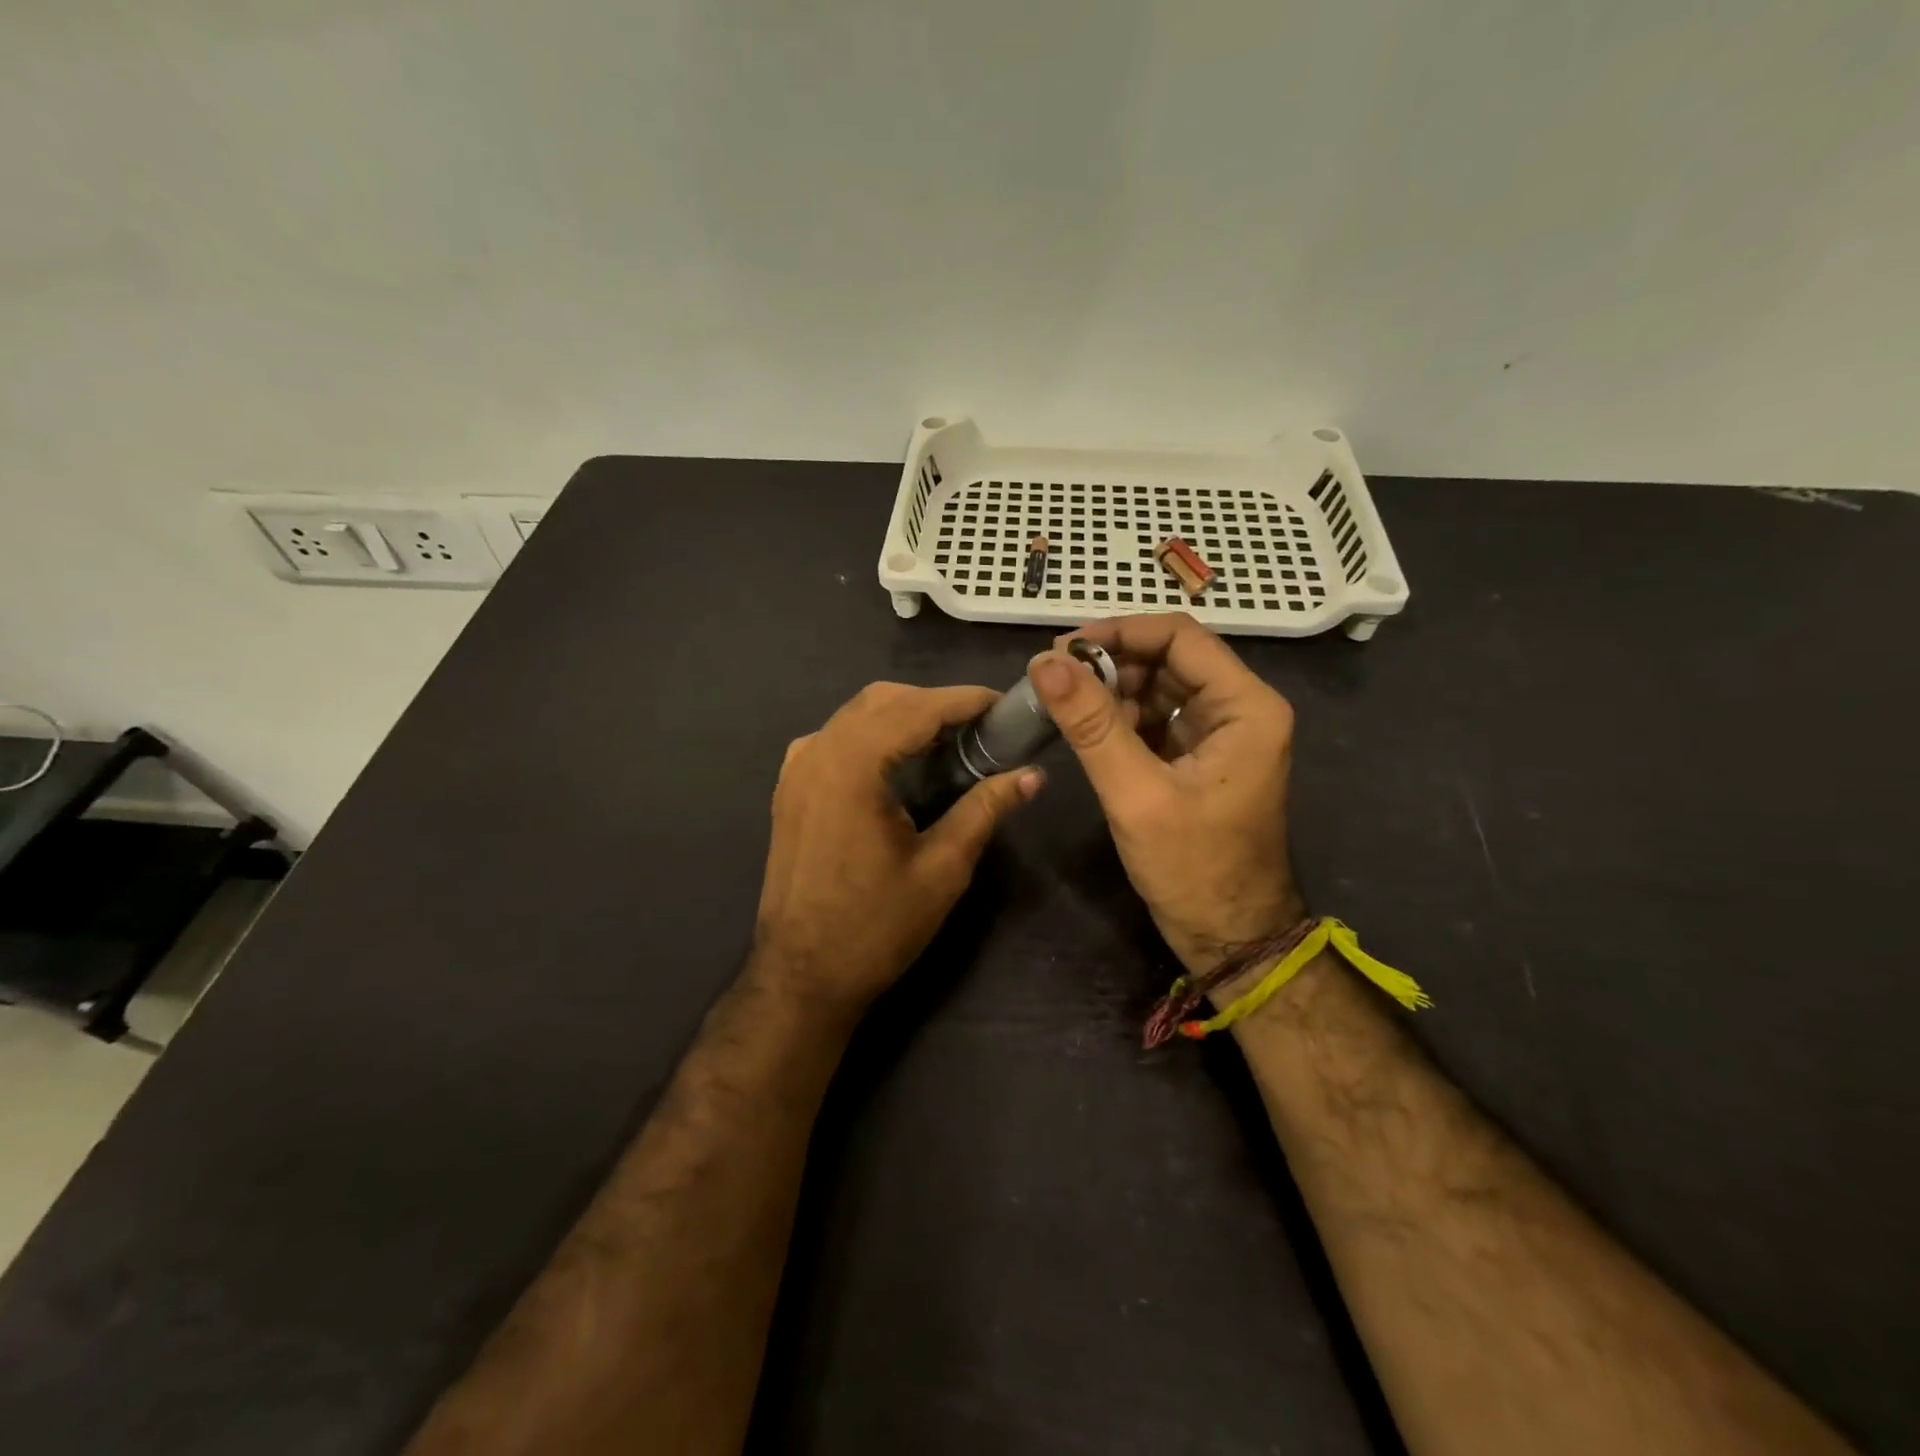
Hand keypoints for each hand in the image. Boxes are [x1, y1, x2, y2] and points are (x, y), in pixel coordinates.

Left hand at [752, 682, 1042, 1011]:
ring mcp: (796, 768)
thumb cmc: (875, 927)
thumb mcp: (943, 868)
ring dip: (903, 714)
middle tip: (982, 727)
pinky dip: (872, 734)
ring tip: (949, 740)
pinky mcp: (789, 788)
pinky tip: (898, 761)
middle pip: (883, 700)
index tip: (1005, 703)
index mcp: (852, 765)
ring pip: (856, 714)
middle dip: (935, 703)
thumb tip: (1033, 775)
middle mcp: (817, 752)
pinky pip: (834, 738)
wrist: (801, 976)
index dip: (965, 699)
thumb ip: (985, 809)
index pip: (917, 708)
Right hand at [1028, 614, 1304, 975]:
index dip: (1119, 633)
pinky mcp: (1201, 757)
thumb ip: (1091, 725)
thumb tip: (1044, 662)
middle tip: (1054, 679)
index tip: (1063, 649)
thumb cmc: (1193, 868)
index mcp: (1245, 707)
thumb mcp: (1136, 794)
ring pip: (1160, 686)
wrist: (1230, 937)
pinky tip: (1090, 734)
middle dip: (1112, 664)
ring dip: (1114, 692)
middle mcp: (1240, 709)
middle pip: (1170, 658)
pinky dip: (1122, 720)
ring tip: (1066, 709)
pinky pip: (1158, 718)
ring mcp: (1221, 733)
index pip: (1179, 638)